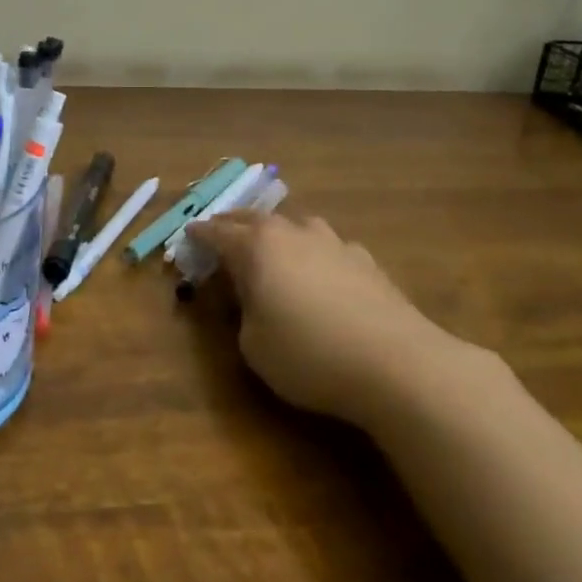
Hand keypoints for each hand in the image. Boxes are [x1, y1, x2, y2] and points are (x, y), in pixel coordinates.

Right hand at [186, 210, 496, 430]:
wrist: (395, 362)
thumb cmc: (309, 354)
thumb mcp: (253, 346)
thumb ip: (242, 314)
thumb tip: (249, 297)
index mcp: (256, 247)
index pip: (217, 232)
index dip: (199, 235)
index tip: (187, 235)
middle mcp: (292, 232)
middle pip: (253, 218)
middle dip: (232, 224)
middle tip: (218, 232)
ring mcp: (331, 241)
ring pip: (294, 224)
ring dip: (275, 231)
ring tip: (270, 244)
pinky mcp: (364, 259)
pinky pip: (326, 244)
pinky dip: (312, 250)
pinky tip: (319, 268)